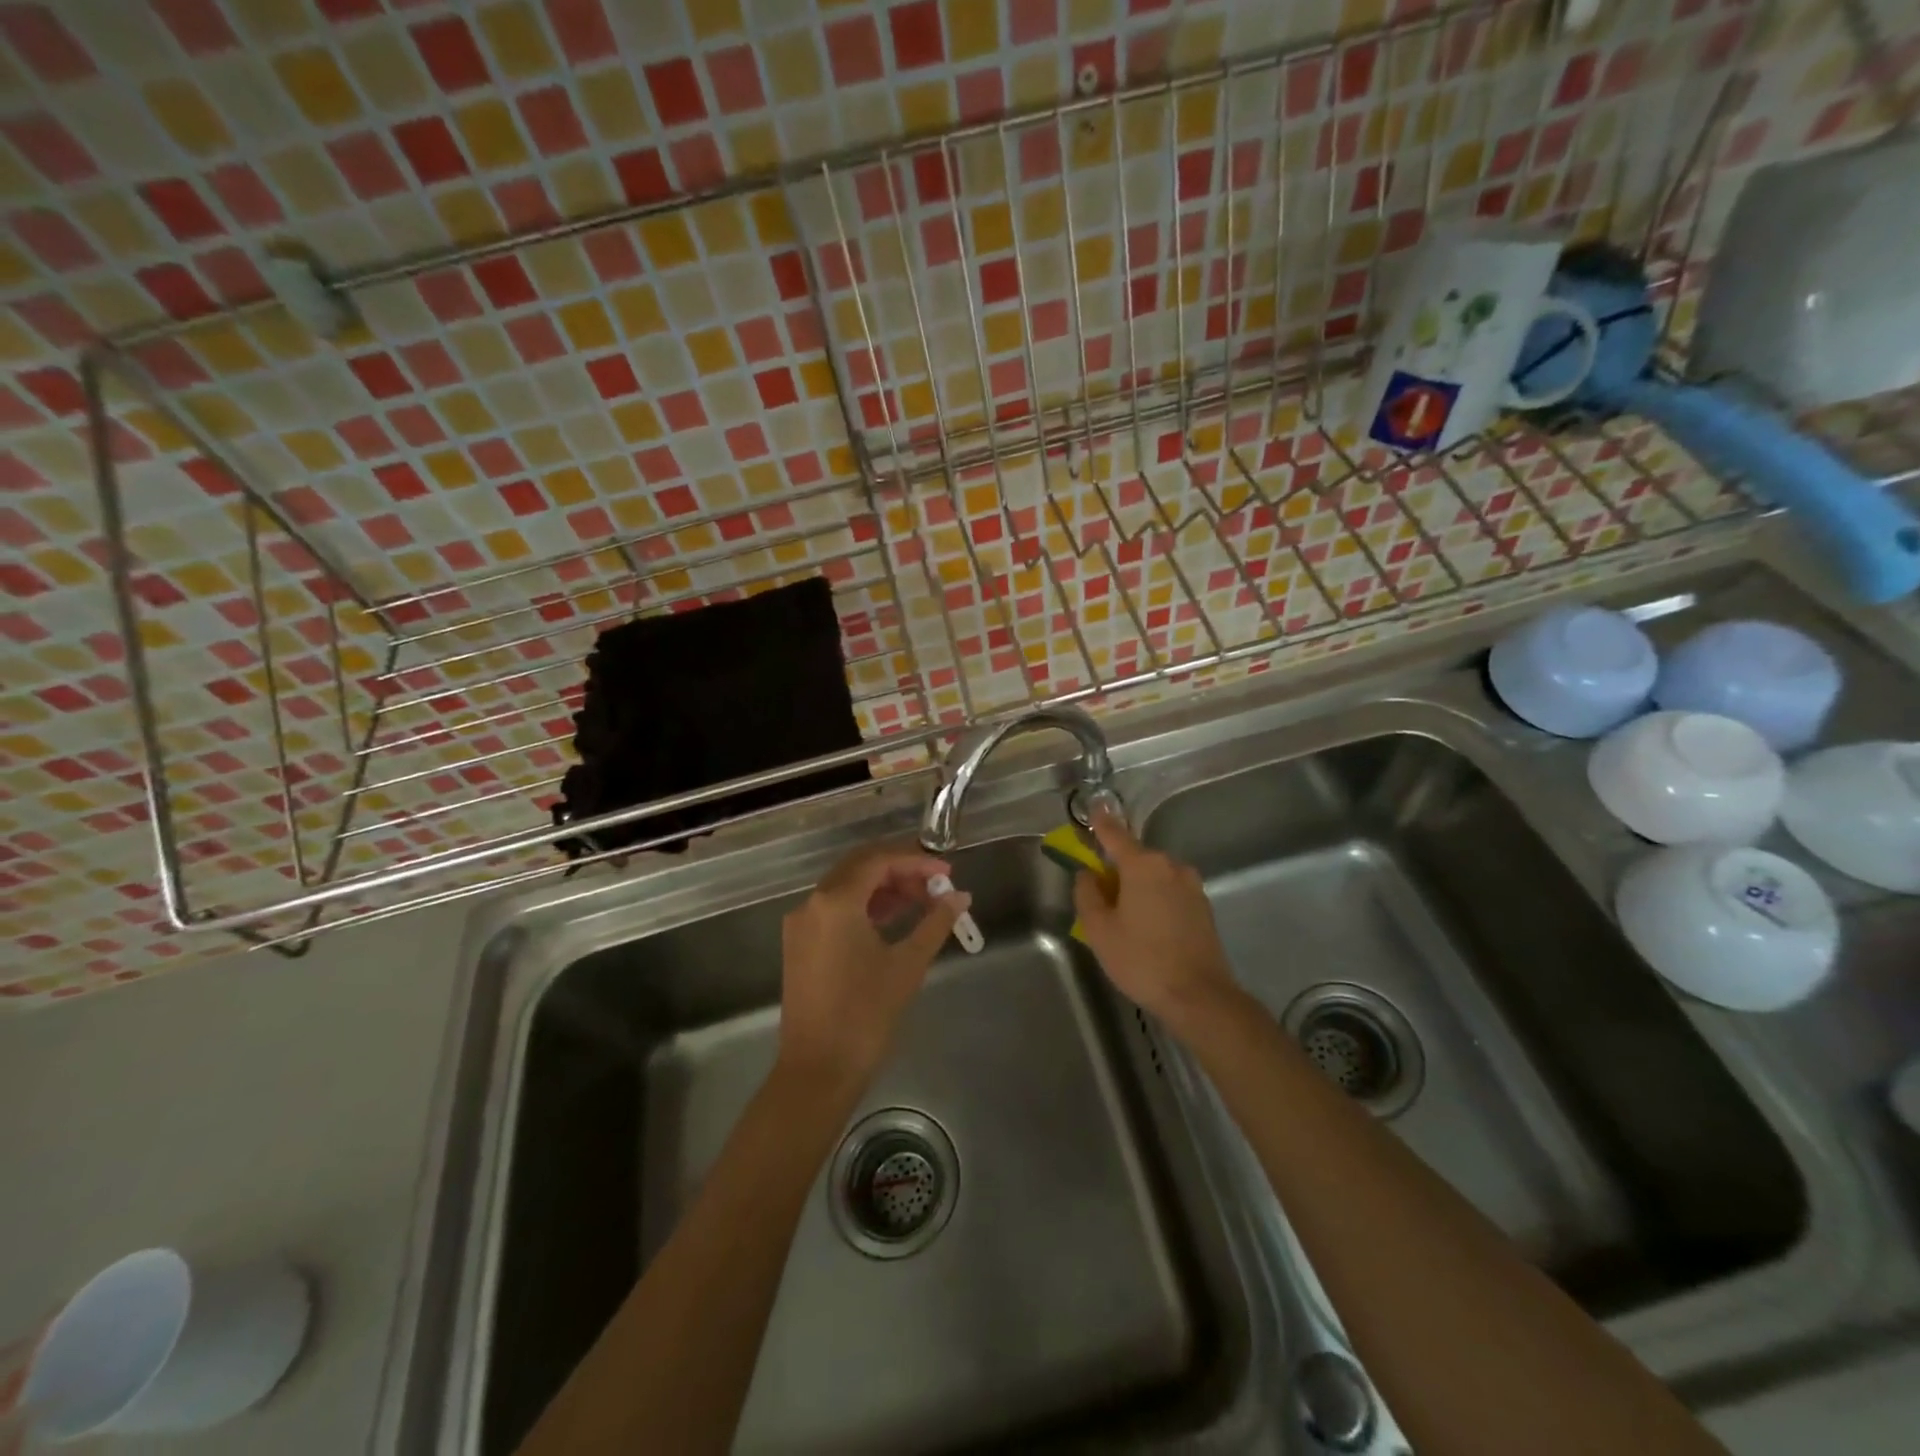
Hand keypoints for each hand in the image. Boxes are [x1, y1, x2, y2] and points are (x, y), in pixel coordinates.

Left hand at [778, 844, 969, 1085]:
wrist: (819, 1070)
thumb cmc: (866, 1014)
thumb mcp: (907, 964)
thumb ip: (935, 923)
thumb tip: (960, 897)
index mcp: (835, 901)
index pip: (879, 861)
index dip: (916, 861)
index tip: (947, 873)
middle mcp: (812, 903)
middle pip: (860, 867)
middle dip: (900, 870)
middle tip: (936, 885)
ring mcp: (801, 924)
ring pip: (847, 887)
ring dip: (883, 888)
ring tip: (922, 902)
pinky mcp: (800, 944)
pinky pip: (835, 909)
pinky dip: (865, 906)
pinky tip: (893, 919)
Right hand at [1073, 808, 1240, 1032]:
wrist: (1199, 997)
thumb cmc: (1142, 960)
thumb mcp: (1099, 929)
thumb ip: (1087, 894)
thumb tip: (1088, 875)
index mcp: (1143, 864)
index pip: (1115, 834)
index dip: (1100, 822)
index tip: (1094, 808)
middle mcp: (1171, 866)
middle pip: (1135, 858)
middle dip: (1117, 870)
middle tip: (1101, 901)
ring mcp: (1192, 886)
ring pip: (1154, 877)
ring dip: (1138, 889)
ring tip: (1126, 923)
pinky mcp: (1203, 907)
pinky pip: (1170, 893)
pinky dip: (1156, 901)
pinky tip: (1149, 931)